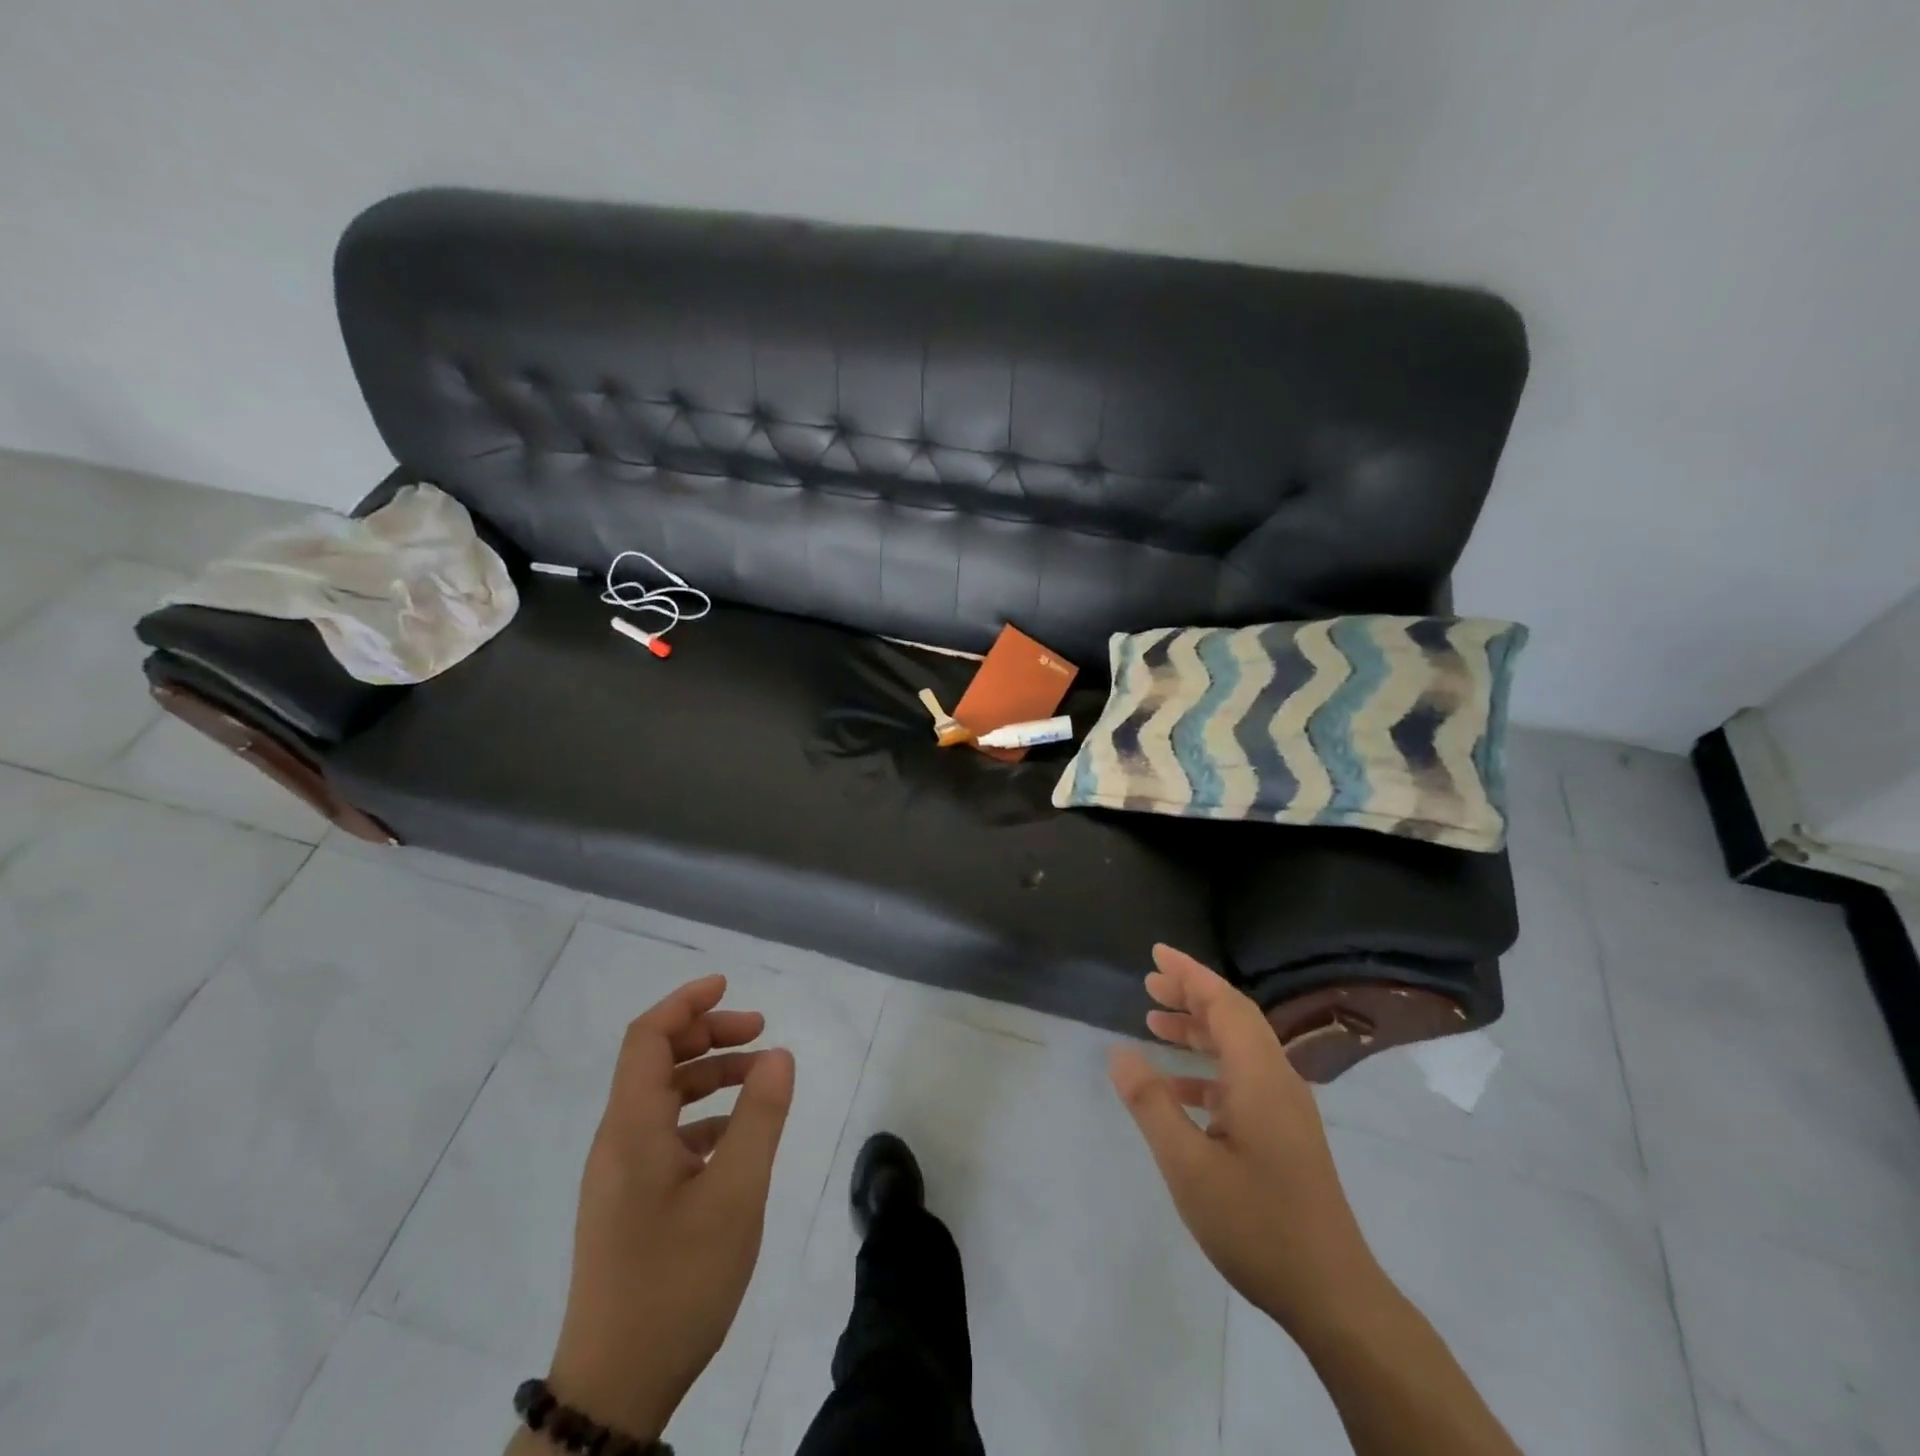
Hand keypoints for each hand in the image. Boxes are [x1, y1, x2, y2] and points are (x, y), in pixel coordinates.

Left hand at [544, 974, 794, 1440]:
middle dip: (708, 1035)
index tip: (729, 985)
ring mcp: (620, 1175)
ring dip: (710, 1076)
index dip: (685, 1003)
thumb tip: (779, 1055)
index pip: (646, 1038)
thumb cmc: (676, 1282)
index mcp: (632, 1129)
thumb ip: (760, 1118)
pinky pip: (665, 1136)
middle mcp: (618, 1142)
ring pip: (663, 1099)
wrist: (615, 1388)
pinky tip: (739, 1137)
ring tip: (762, 1080)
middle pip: (656, 1062)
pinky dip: (704, 1118)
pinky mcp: (629, 1204)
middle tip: (761, 1031)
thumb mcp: (735, 1195)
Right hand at [1109, 945, 1380, 1332]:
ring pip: (1238, 1048)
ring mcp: (1284, 1107)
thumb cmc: (1256, 1224)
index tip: (1156, 953)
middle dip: (1191, 995)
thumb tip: (1119, 1054)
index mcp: (1259, 1076)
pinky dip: (1207, 1070)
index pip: (1224, 1003)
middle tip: (1149, 983)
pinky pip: (1242, 1079)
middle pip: (1233, 1018)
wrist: (1332, 1294)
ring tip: (1155, 1021)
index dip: (1190, 973)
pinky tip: (1176, 1088)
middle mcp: (1277, 1079)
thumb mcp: (1188, 1165)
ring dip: (1198, 1030)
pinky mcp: (1284, 1132)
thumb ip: (1152, 1104)